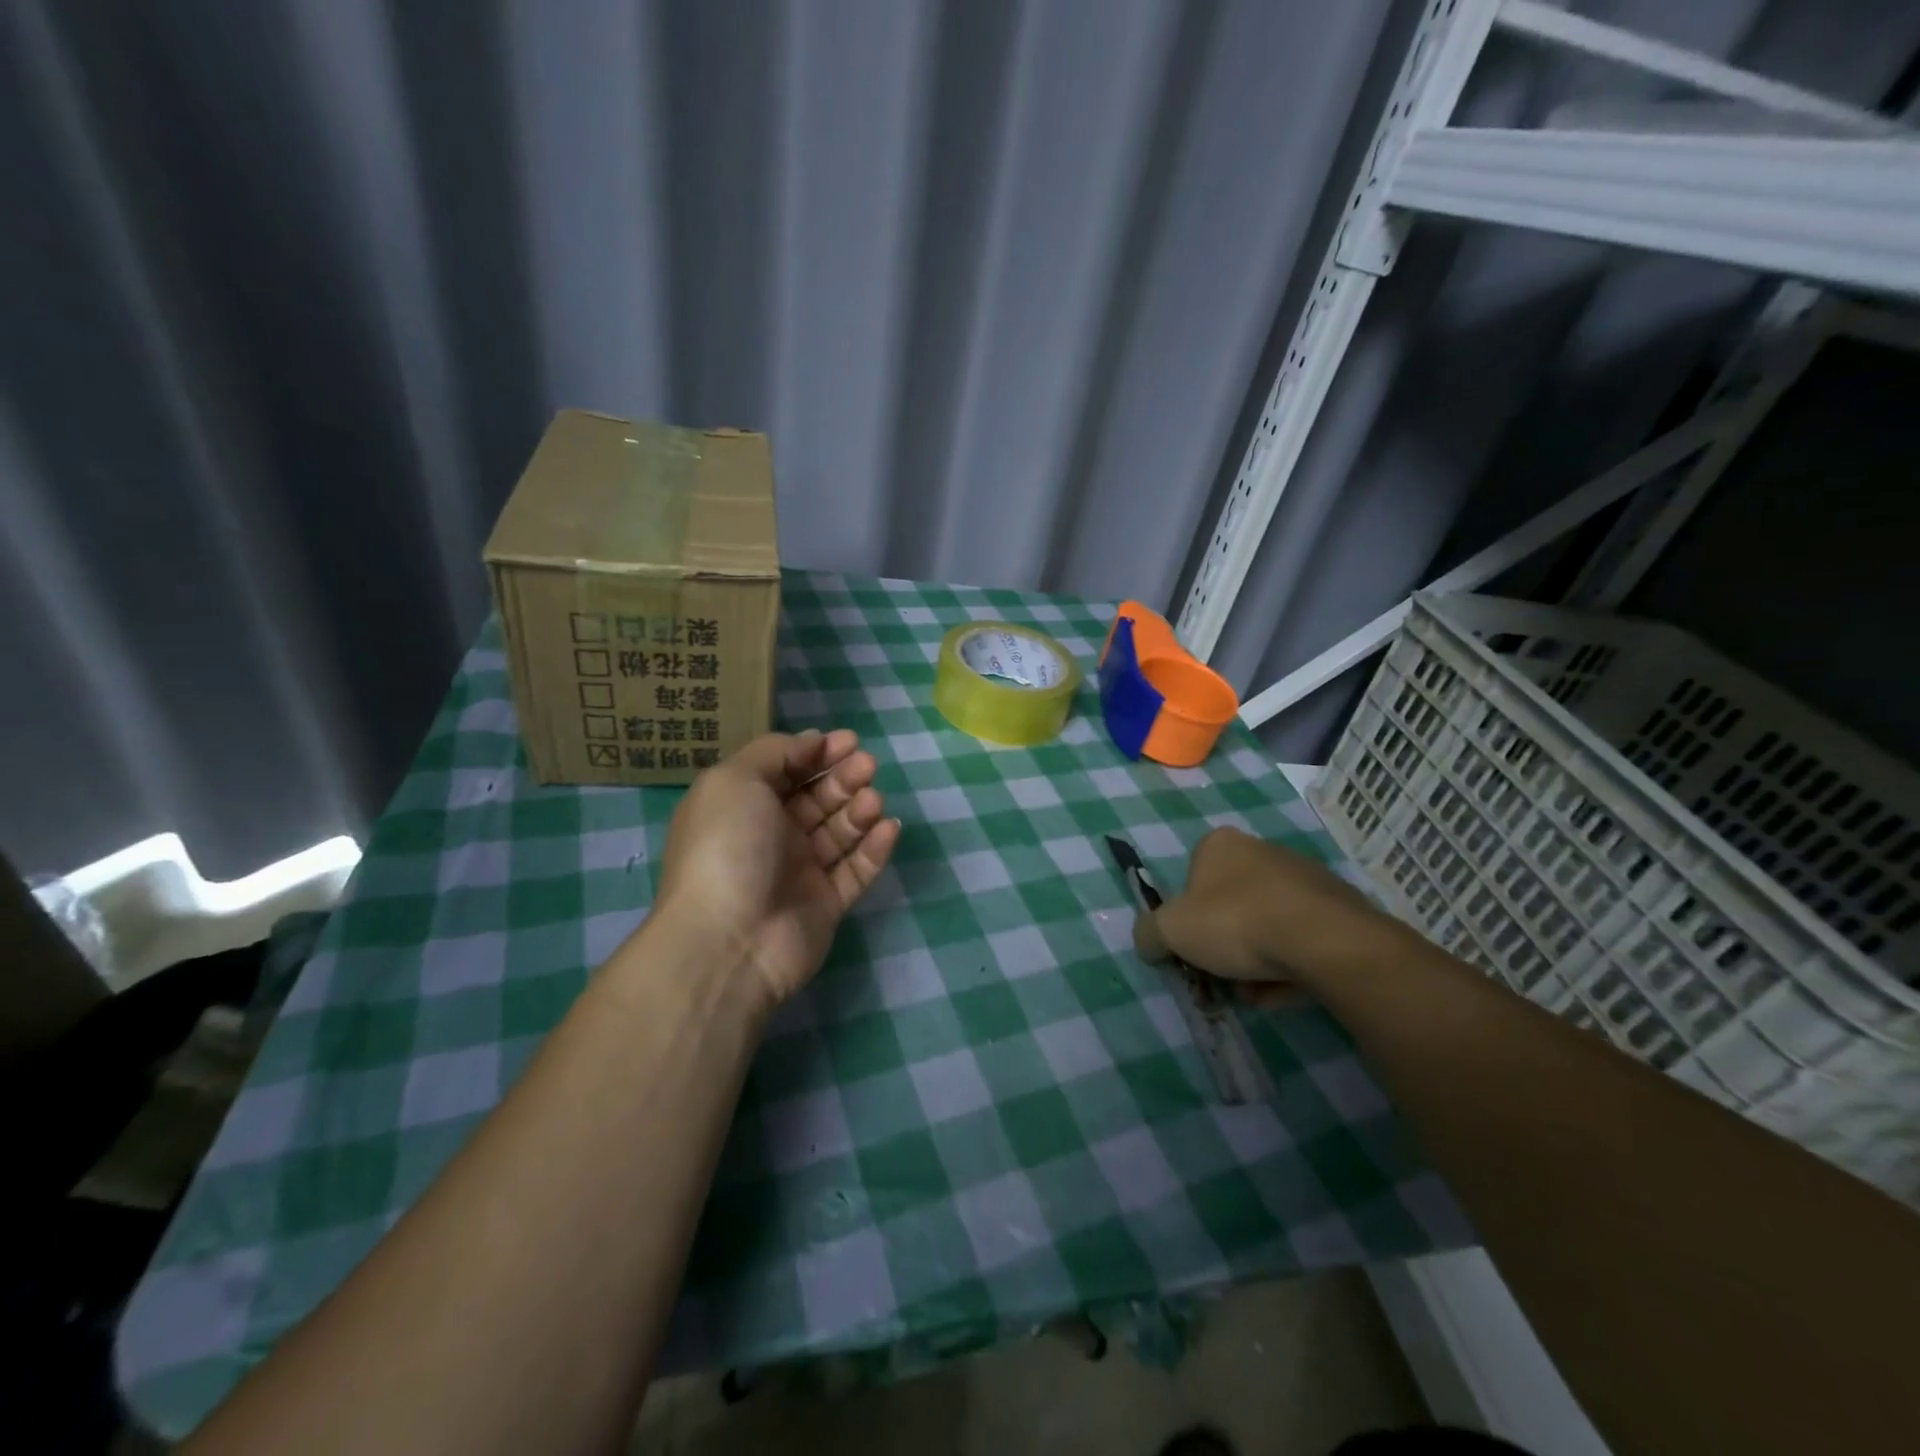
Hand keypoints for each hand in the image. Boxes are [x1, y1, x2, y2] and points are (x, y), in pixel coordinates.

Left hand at [655, 728, 900, 1007]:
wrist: (729, 941)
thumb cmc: (727, 847)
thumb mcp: (735, 780)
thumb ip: (774, 752)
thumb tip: (811, 742)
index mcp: (743, 806)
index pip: (786, 770)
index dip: (816, 753)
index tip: (848, 741)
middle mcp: (771, 836)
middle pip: (817, 797)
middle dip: (843, 777)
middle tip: (867, 765)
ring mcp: (800, 872)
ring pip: (839, 831)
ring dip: (859, 809)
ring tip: (872, 799)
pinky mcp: (826, 904)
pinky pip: (856, 870)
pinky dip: (874, 847)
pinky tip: (888, 827)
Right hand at [1133, 827, 1399, 995]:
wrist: (1322, 940)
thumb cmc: (1235, 922)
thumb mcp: (1170, 930)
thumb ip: (1148, 933)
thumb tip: (1149, 942)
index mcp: (1221, 845)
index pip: (1193, 877)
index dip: (1187, 915)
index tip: (1190, 947)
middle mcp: (1263, 851)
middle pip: (1231, 904)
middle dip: (1223, 944)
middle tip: (1219, 976)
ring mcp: (1306, 878)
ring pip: (1267, 925)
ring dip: (1255, 960)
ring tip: (1253, 993)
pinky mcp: (1339, 909)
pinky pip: (1302, 941)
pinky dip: (1289, 966)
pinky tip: (1283, 992)